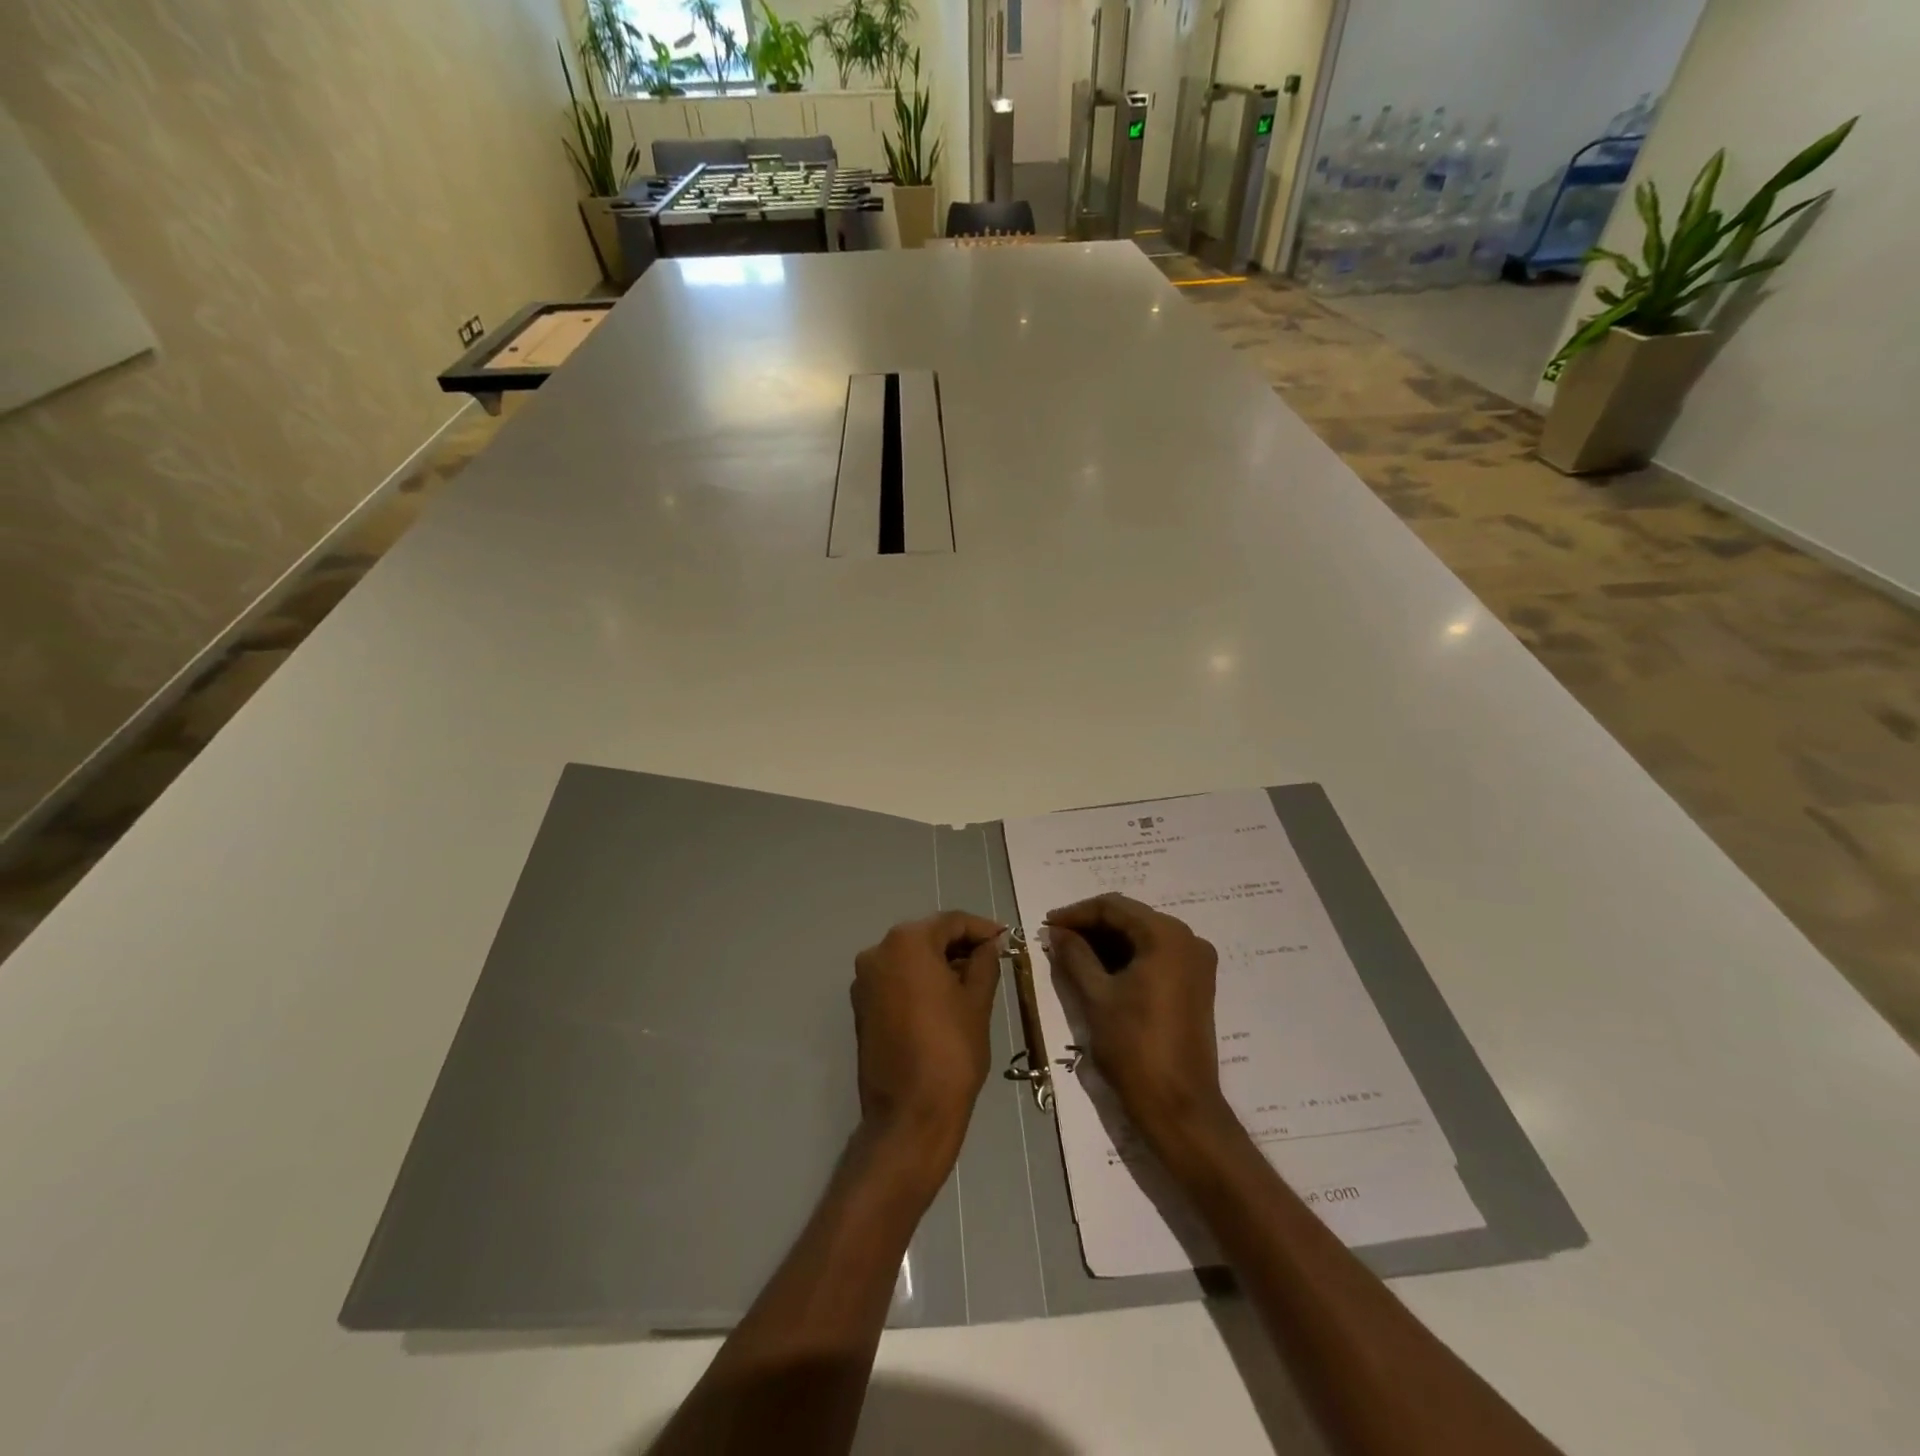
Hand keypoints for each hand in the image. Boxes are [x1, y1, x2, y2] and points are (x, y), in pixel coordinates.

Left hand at [850, 911, 1003, 1185]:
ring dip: (939, 963)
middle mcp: (878, 952)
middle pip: (927, 936)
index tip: (1005, 940)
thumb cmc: (952, 1050)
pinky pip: (896, 980)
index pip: (951, 922)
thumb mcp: (977, 1001)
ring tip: (972, 980)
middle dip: (959, 945)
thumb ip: (984, 963)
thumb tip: (989, 945)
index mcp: (907, 942)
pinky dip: (919, 981)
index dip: (981, 929)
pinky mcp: (861, 1006)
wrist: (910, 1113)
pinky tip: (945, 998)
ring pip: (910, 958)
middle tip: (992, 959)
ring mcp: (865, 981)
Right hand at [1044, 894, 1232, 1152]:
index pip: (1113, 907)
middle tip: (1056, 940)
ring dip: (1107, 942)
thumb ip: (1074, 955)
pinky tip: (1098, 969)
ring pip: (1142, 937)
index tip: (1047, 925)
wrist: (1178, 1105)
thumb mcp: (1096, 996)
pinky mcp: (1195, 984)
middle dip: (1091, 927)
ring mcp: (1196, 963)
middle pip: (1131, 918)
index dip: (1076, 913)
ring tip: (1070, 954)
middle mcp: (1188, 939)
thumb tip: (1056, 932)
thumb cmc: (1134, 1046)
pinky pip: (1155, 956)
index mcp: (1166, 936)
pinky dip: (1126, 958)